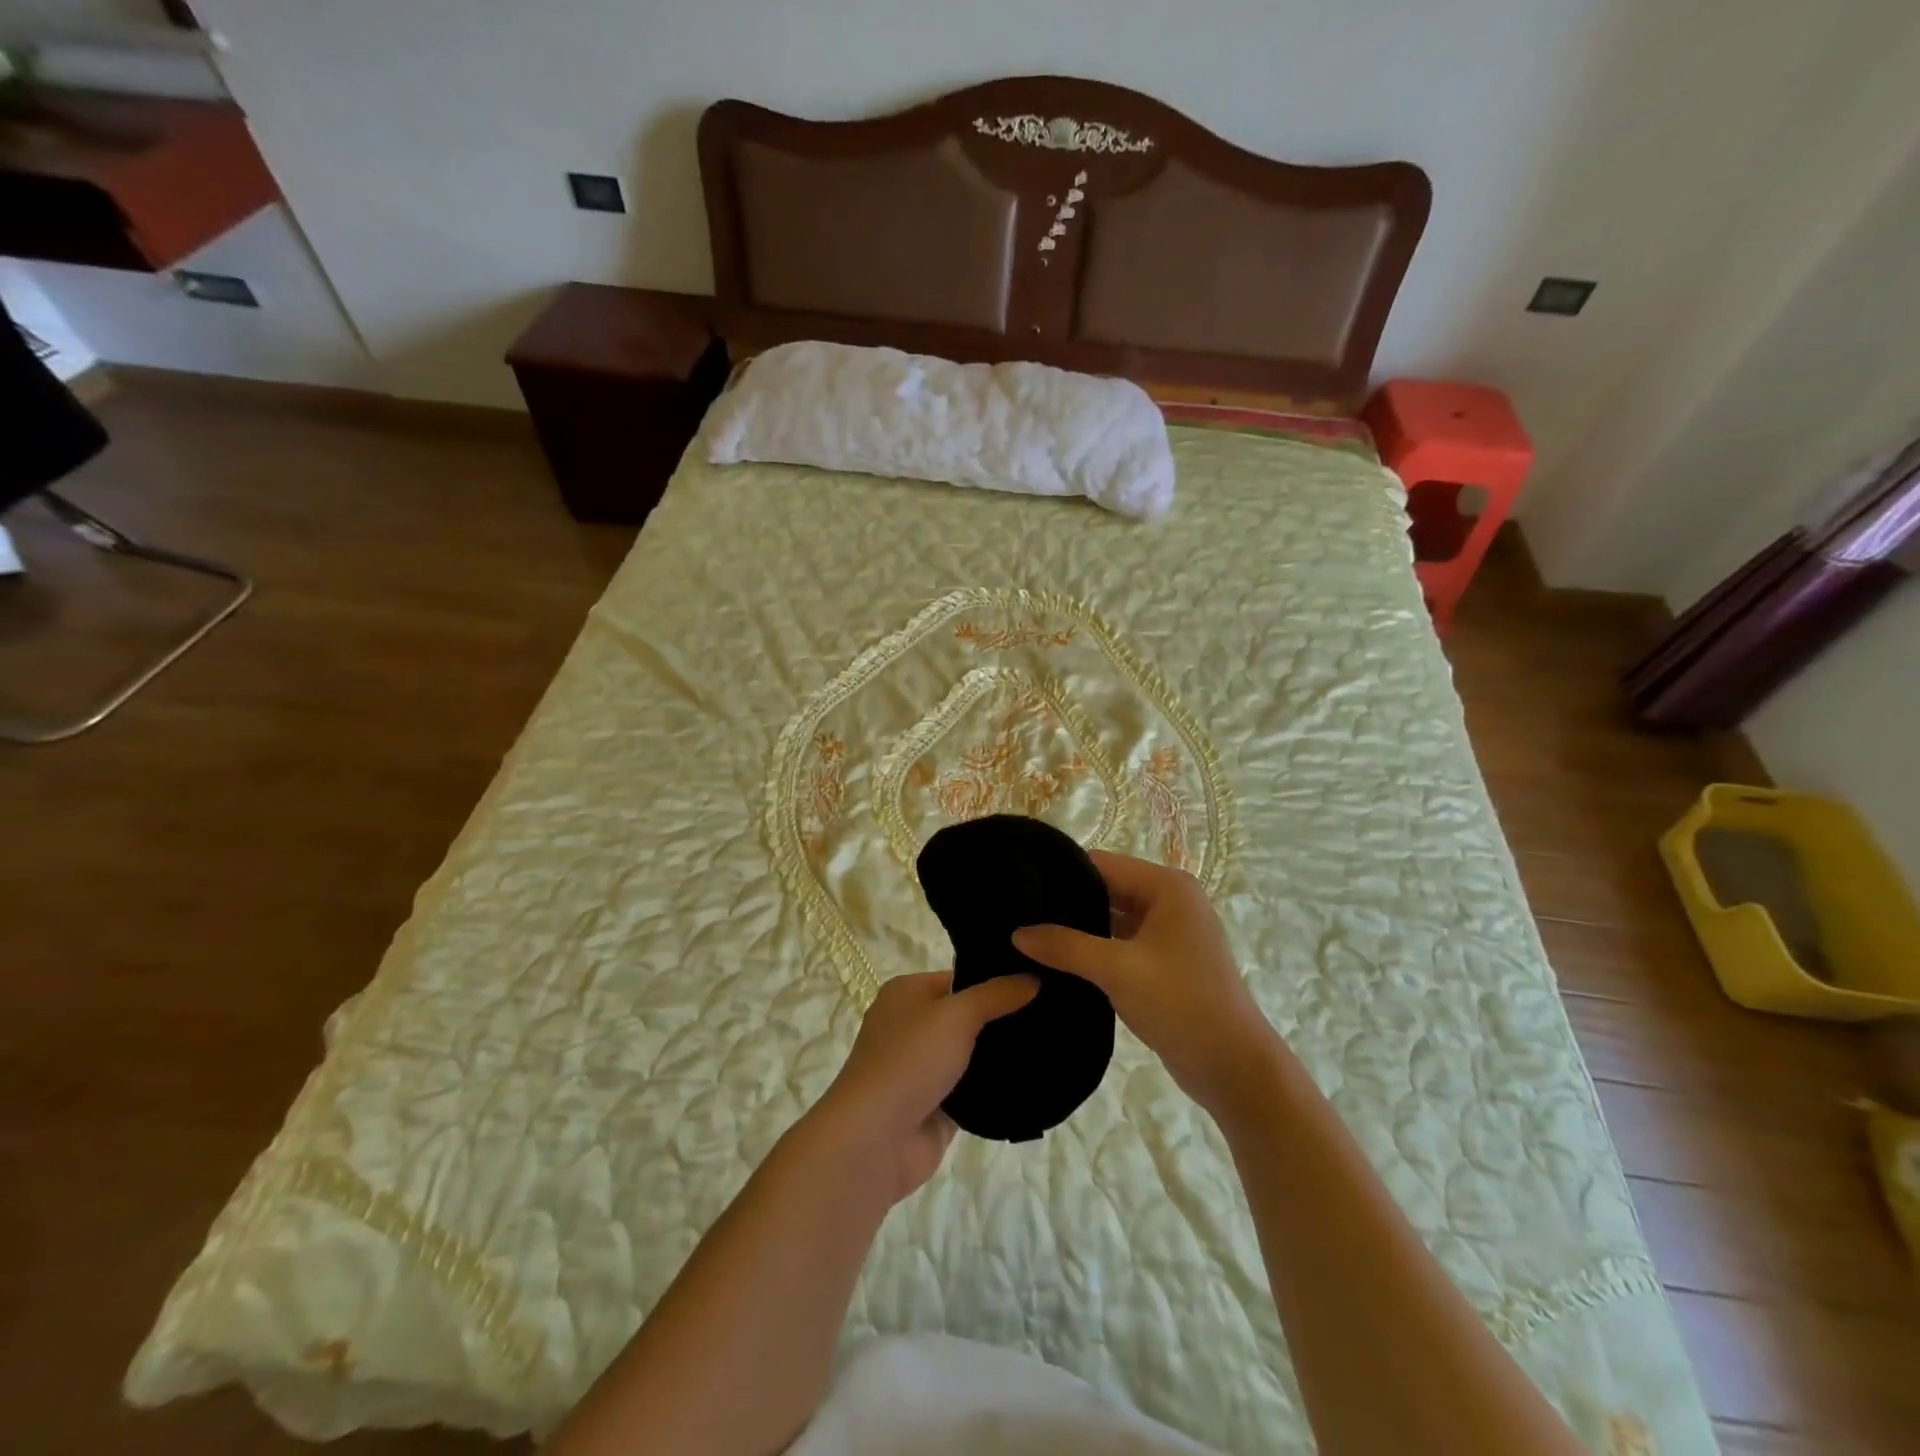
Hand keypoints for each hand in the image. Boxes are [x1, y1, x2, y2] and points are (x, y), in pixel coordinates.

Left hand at [810, 970, 1037, 1201]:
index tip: (1039, 980)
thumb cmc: (910, 1060)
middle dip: (1004, 1017)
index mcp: (907, 993)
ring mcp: (924, 1068)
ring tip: (1053, 1043)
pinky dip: (996, 1087)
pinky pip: (973, 1089)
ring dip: (1002, 1054)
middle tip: (1054, 1013)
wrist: (875, 1140)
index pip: (960, 976)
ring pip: (973, 1054)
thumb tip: (1034, 977)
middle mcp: (913, 1025)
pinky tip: (1034, 1078)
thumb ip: (996, 995)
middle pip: (968, 1015)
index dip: (996, 978)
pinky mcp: (937, 1105)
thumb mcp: (956, 1015)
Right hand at [1013, 852, 1281, 1115]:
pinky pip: (1120, 943)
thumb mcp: (1118, 970)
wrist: (1233, 1067)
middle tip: (1018, 915)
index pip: (1102, 864)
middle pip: (1107, 889)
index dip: (1062, 873)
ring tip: (1030, 936)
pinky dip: (1095, 950)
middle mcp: (1170, 901)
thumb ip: (1065, 946)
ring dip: (1080, 929)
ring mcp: (1169, 933)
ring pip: (1112, 918)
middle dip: (1068, 903)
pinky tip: (1058, 961)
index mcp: (1167, 887)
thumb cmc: (1181, 1004)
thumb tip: (1017, 933)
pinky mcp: (1165, 962)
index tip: (1020, 887)